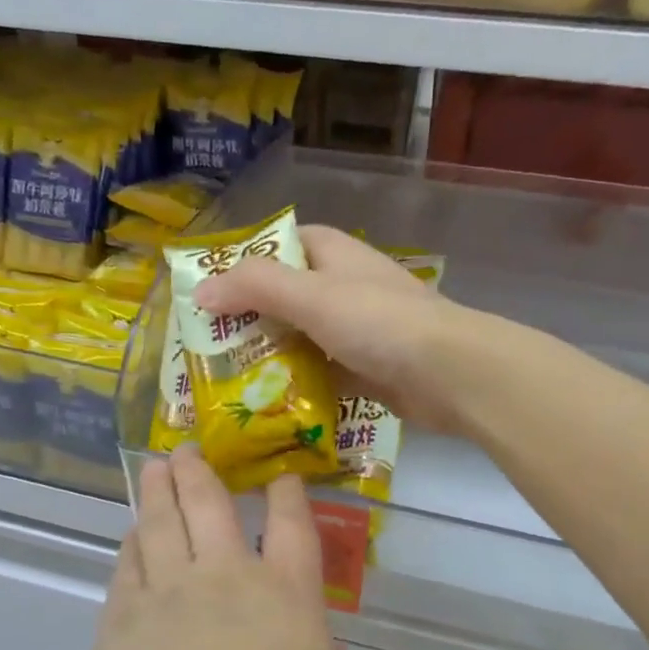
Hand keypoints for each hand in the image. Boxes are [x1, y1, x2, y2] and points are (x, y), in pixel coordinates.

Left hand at [92, 448, 353, 649]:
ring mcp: (169, 590)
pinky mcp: (123, 615)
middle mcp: (225, 576)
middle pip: (210, 505)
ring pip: (161, 522)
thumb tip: (311, 643)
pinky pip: (128, 564)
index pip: (292, 525)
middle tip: (189, 449)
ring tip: (154, 468)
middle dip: (201, 472)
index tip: (281, 477)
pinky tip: (132, 535)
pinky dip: (131, 543)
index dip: (287, 495)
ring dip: (159, 490)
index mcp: (286, 593)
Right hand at [193, 224, 473, 433]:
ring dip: (270, 356)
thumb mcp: (311, 295)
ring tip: (225, 379)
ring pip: (301, 337)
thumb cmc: (378, 322)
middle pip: (286, 296)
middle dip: (249, 318)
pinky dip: (297, 384)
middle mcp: (344, 286)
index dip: (244, 263)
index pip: (280, 246)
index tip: (208, 290)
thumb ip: (254, 287)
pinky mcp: (366, 368)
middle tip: (207, 345)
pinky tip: (265, 403)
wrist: (449, 374)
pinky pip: (320, 372)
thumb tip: (199, 291)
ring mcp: (357, 329)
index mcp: (333, 254)